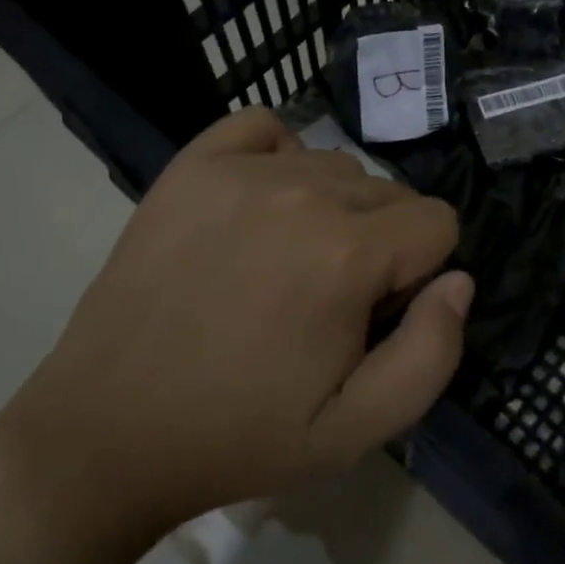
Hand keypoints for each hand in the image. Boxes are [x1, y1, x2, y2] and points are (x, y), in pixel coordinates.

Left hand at [0, 108, 471, 558]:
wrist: (106, 434)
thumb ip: (433, 353)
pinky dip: (279, 156)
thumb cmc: (240, 436)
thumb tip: (458, 281)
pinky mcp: (191, 166)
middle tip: (329, 300)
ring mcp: (240, 171)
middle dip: (383, 242)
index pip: (439, 223)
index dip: (422, 273)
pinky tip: (261, 205)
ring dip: (335, 208)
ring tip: (288, 262)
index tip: (376, 315)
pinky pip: (264, 127)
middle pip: (391, 192)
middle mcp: (301, 193)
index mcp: (346, 254)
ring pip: (336, 165)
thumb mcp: (357, 429)